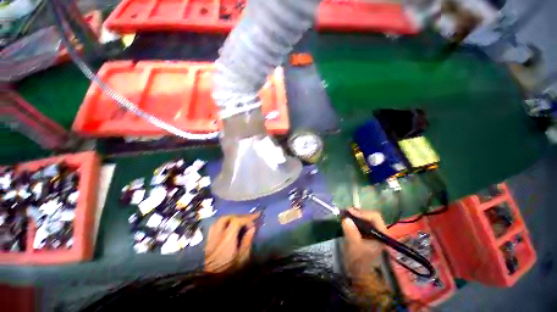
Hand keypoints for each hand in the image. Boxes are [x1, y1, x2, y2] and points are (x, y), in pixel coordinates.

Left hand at [205, 213, 259, 272]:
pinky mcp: (207, 243)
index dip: (246, 219)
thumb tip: (252, 228)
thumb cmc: (228, 273)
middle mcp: (217, 236)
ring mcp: (210, 239)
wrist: (208, 284)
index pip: (236, 221)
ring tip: (239, 220)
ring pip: (219, 221)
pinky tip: (228, 227)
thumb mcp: (242, 259)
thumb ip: (247, 241)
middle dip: (238, 216)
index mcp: (227, 240)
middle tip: (247, 218)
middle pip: (226, 218)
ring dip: (230, 218)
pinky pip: (214, 227)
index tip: (254, 222)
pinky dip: (223, 224)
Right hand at [341, 207, 386, 278]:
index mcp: (381, 234)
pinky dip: (354, 219)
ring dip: (355, 215)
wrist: (359, 272)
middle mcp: (379, 231)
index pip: (375, 217)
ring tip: (345, 214)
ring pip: (365, 217)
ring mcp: (373, 231)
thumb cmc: (358, 261)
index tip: (349, 211)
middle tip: (345, 212)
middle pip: (370, 215)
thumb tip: (346, 219)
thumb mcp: (354, 246)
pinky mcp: (367, 232)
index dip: (362, 213)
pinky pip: (361, 221)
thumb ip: (351, 232)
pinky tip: (347, 219)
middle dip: (357, 212)